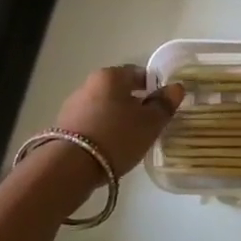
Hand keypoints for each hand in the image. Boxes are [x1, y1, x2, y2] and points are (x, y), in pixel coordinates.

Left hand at [48, 65, 184, 176]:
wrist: (69, 167)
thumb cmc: (116, 137)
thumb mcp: (150, 123)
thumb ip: (164, 104)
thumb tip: (175, 87)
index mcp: (111, 76)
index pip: (138, 73)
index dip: (154, 87)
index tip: (163, 104)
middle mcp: (89, 84)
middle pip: (119, 90)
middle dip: (135, 103)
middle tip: (150, 124)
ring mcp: (73, 106)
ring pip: (105, 107)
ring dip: (118, 118)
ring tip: (131, 139)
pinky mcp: (64, 127)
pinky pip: (92, 123)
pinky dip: (104, 131)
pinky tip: (111, 148)